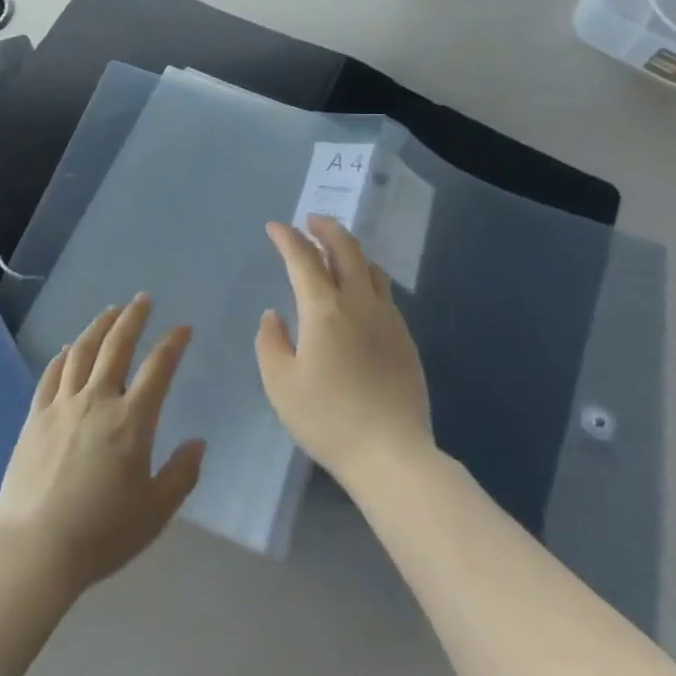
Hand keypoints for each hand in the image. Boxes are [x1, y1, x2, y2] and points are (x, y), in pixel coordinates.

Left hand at [0, 297, 203, 596]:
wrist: (35, 548)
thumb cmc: (102, 533)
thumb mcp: (155, 511)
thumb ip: (181, 474)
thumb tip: (197, 443)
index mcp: (131, 421)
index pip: (158, 368)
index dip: (173, 343)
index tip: (183, 328)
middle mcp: (97, 401)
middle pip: (116, 346)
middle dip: (133, 318)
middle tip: (143, 299)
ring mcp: (62, 406)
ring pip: (81, 352)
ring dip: (98, 327)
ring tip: (110, 311)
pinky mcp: (35, 417)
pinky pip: (51, 375)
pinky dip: (63, 356)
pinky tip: (68, 348)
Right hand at [256, 216, 432, 487]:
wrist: (391, 454)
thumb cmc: (327, 419)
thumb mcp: (280, 385)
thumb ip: (270, 342)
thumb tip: (274, 315)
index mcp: (324, 310)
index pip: (303, 258)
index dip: (287, 238)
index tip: (275, 227)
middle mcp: (359, 303)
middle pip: (346, 248)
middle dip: (325, 228)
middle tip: (310, 221)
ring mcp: (387, 318)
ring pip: (371, 267)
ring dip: (349, 251)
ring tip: (334, 253)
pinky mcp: (405, 338)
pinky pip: (384, 293)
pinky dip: (366, 277)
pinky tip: (359, 294)